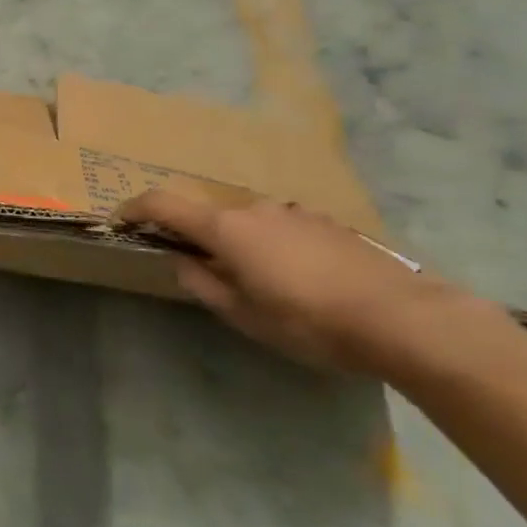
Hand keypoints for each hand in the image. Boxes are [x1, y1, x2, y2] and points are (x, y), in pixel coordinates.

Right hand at [118, 189, 502, 375]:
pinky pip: (280, 228)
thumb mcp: (244, 315)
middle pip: (208, 214)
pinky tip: (296, 279)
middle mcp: (255, 209)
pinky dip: (270, 245)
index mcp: (225, 228)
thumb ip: (203, 284)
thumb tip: (182, 262)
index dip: (135, 208)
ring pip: (248, 222)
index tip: (120, 220)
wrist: (405, 319)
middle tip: (199, 270)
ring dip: (237, 242)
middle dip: (194, 236)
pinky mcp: (327, 224)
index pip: (163, 204)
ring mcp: (294, 212)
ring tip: (255, 281)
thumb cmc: (309, 322)